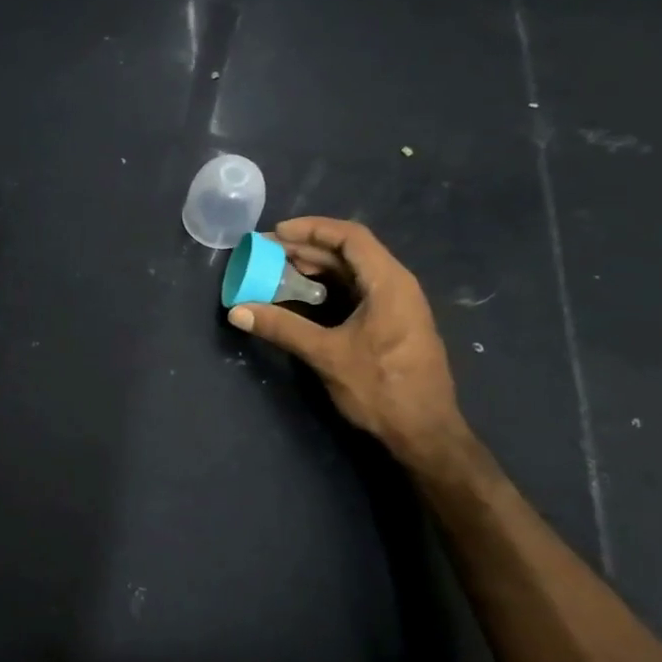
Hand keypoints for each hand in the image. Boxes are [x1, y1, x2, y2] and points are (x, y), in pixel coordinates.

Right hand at [228, 216, 465, 466]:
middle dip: (307, 249)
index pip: (350, 237)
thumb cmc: (381, 388)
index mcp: (389, 283)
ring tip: (277, 271)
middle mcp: (396, 286)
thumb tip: (237, 311)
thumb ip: (282, 328)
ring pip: (352, 274)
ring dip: (316, 269)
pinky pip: (356, 293)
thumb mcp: (327, 355)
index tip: (276, 233)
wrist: (425, 433)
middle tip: (267, 253)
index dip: (312, 229)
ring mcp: (396, 306)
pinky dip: (328, 289)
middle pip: (349, 253)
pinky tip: (302, 299)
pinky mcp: (391, 325)